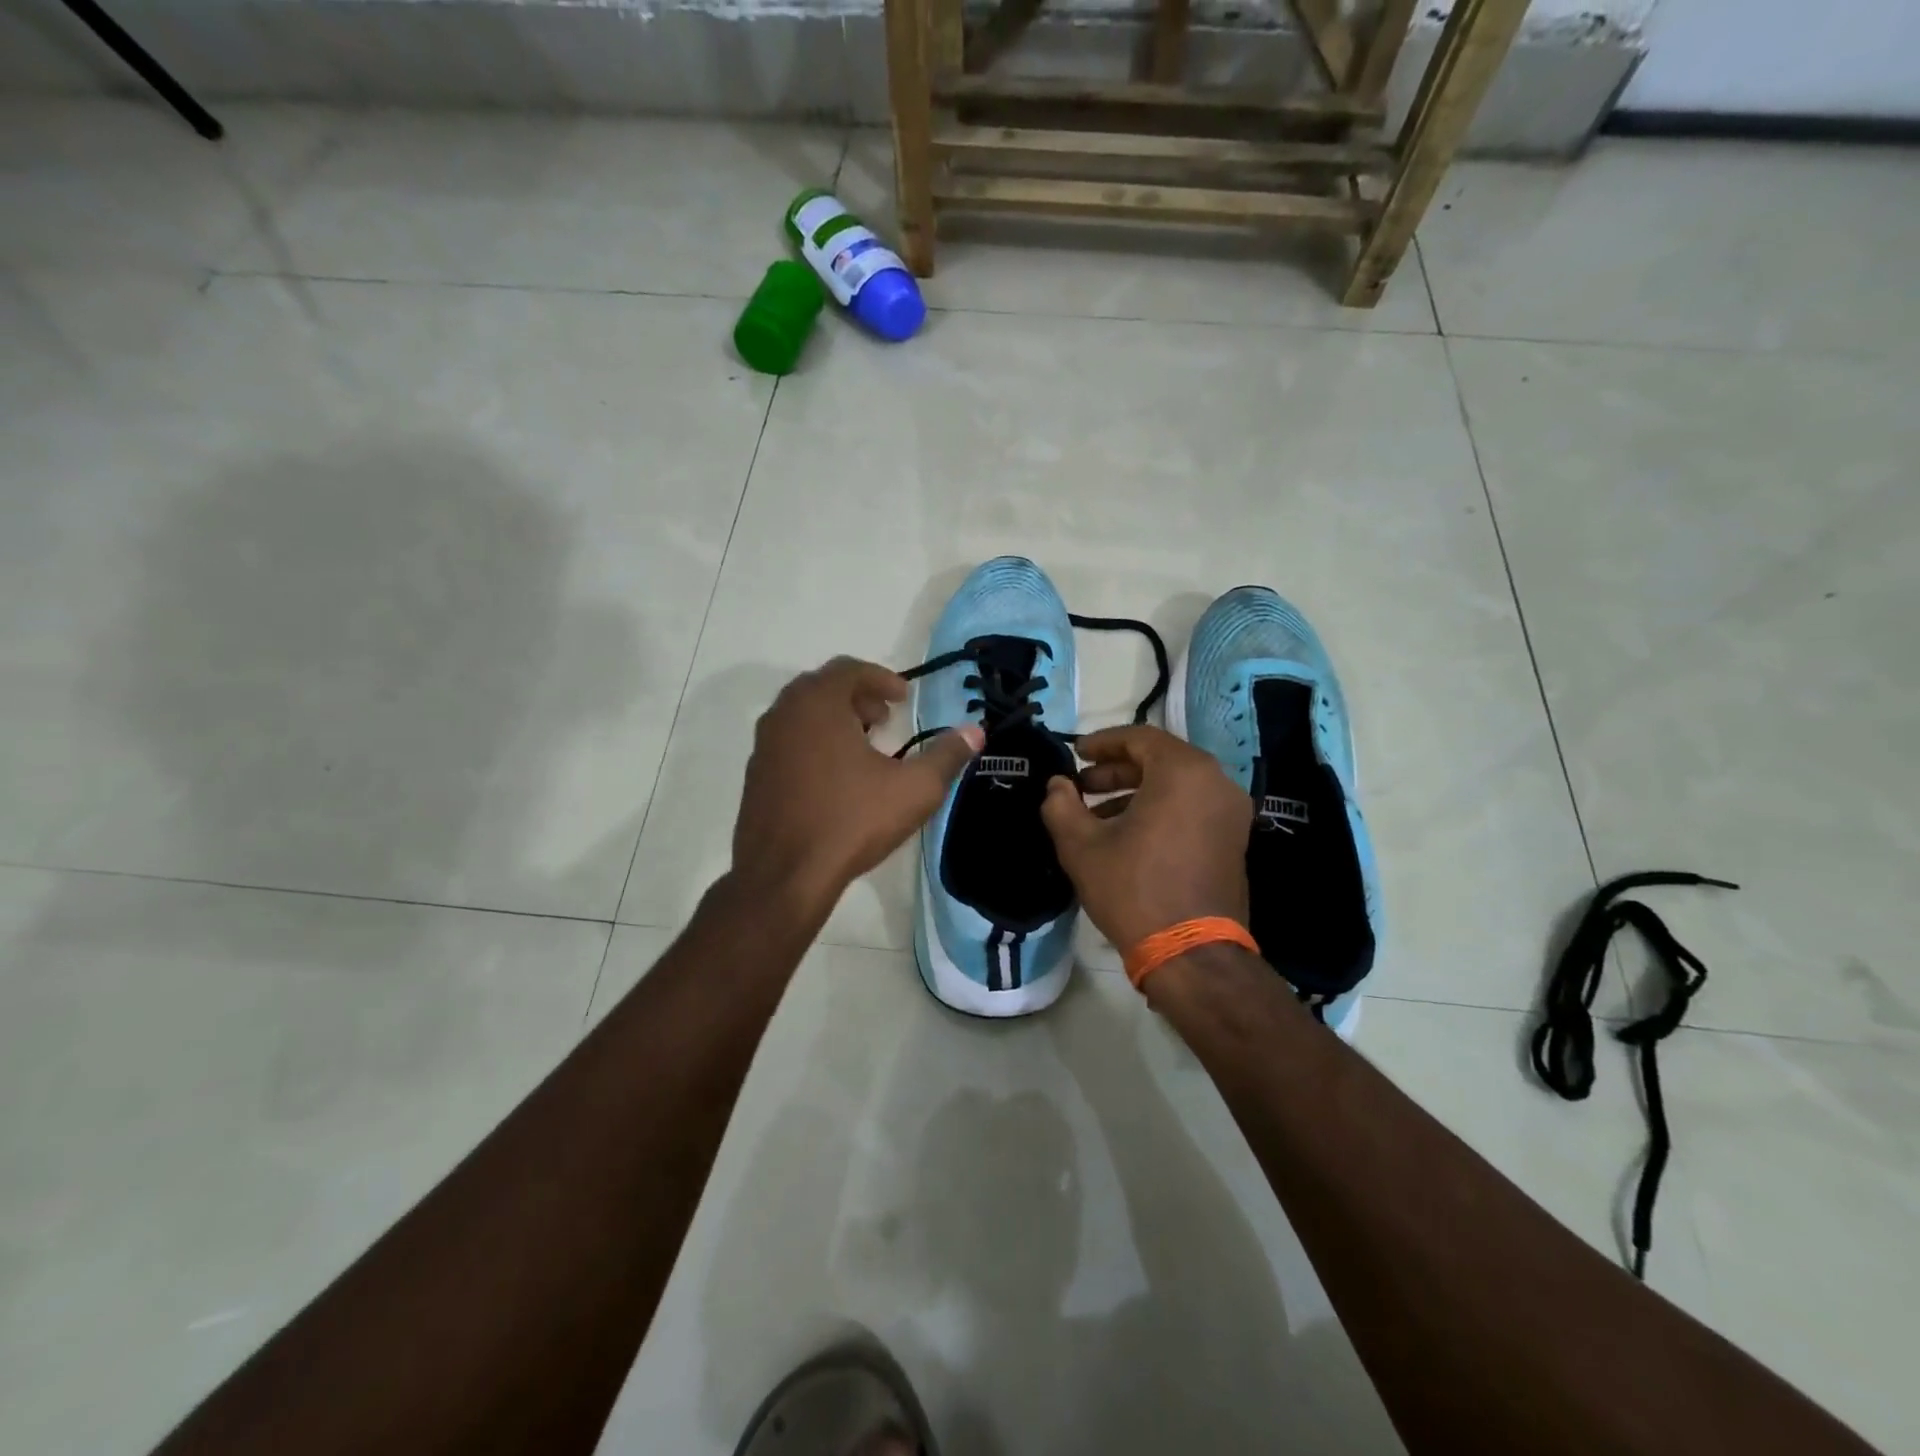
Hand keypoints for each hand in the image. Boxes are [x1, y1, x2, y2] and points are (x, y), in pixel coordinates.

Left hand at [732, 657, 981, 919]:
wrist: (784, 876)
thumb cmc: (851, 821)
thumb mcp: (914, 789)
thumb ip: (947, 755)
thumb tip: (976, 731)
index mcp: (817, 704)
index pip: (849, 669)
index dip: (881, 679)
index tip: (904, 698)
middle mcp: (783, 714)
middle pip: (823, 687)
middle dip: (857, 697)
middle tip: (884, 719)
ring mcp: (763, 745)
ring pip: (802, 715)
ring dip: (835, 719)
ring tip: (864, 747)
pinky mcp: (754, 775)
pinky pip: (789, 741)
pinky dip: (814, 742)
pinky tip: (836, 778)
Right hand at [1040, 725, 1250, 953]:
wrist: (1192, 954)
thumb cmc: (1134, 889)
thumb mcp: (1082, 846)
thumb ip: (1061, 805)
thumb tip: (1057, 785)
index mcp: (1183, 772)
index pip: (1140, 737)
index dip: (1102, 742)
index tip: (1075, 754)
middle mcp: (1216, 782)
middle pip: (1160, 759)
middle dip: (1116, 770)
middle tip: (1082, 786)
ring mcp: (1230, 812)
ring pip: (1177, 785)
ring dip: (1135, 791)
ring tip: (1097, 816)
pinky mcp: (1234, 840)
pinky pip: (1192, 807)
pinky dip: (1160, 809)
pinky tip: (1128, 836)